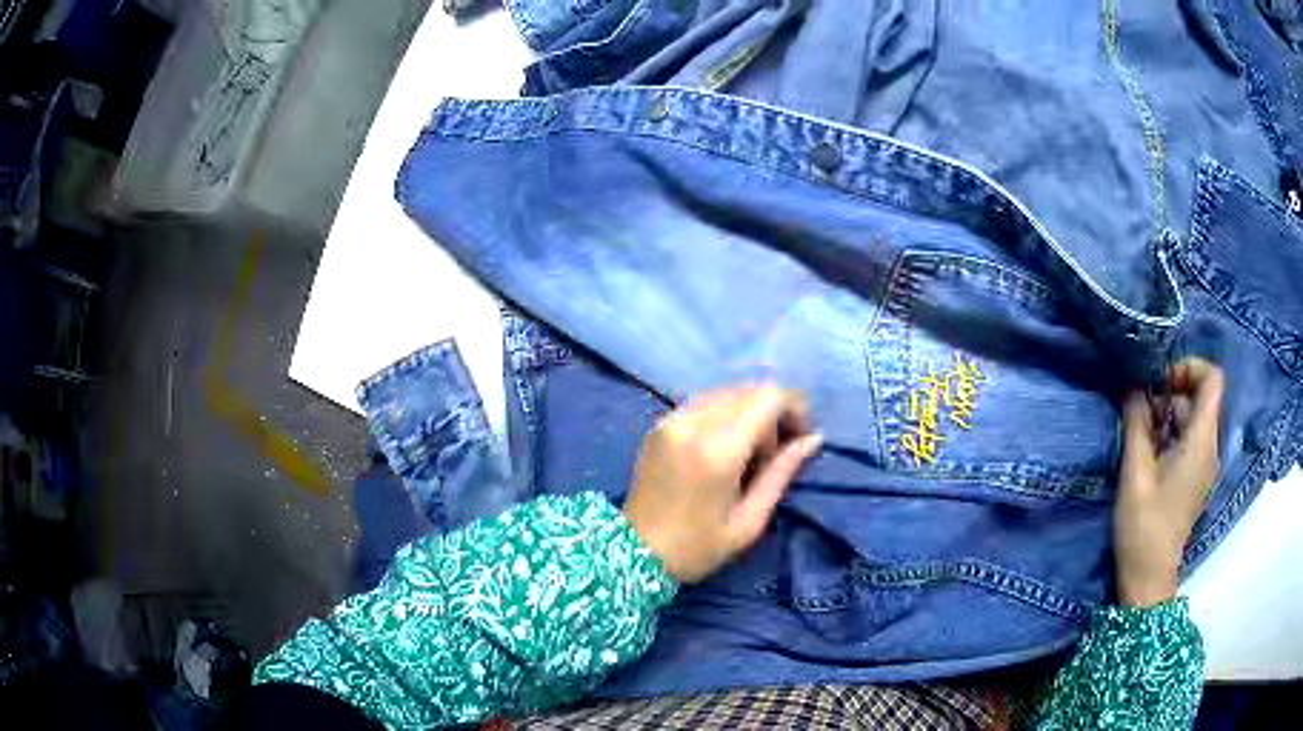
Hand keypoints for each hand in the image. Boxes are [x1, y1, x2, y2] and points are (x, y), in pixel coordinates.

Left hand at [622, 384, 822, 582]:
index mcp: (718, 450)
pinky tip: (723, 448)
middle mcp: (693, 423)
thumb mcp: (749, 520)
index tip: (801, 437)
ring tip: (749, 454)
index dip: (794, 408)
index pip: (768, 397)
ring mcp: (671, 419)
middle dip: (773, 412)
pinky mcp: (659, 424)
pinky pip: (703, 402)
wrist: (632, 554)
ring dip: (749, 412)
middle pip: (749, 390)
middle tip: (775, 453)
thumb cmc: (697, 547)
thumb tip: (813, 439)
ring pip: (726, 392)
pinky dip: (724, 415)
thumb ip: (782, 473)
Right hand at [1115, 358, 1223, 606]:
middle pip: (1199, 399)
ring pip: (1192, 420)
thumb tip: (1132, 385)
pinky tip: (1149, 458)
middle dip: (1170, 396)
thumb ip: (1136, 422)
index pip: (1212, 378)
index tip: (1161, 383)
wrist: (1148, 577)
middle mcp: (1210, 447)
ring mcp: (1204, 465)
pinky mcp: (1196, 478)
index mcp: (1201, 441)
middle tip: (1141, 415)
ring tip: (1140, 439)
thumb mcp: (1135, 471)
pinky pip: (1189, 441)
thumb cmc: (1143, 525)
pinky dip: (1171, 437)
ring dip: (1167, 418)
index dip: (1189, 368)